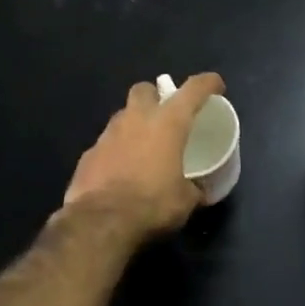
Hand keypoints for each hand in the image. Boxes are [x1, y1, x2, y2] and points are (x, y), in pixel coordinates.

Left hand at [63, 73, 225, 240]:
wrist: (101, 222)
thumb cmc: (153, 204)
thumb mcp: (185, 201)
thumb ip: (194, 188)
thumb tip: (199, 191)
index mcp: (168, 123)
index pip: (193, 90)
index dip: (207, 83)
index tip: (216, 85)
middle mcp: (136, 119)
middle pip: (145, 89)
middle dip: (155, 96)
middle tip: (165, 115)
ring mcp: (108, 134)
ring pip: (123, 115)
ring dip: (134, 125)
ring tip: (143, 147)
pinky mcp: (89, 154)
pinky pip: (106, 144)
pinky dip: (115, 151)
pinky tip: (120, 171)